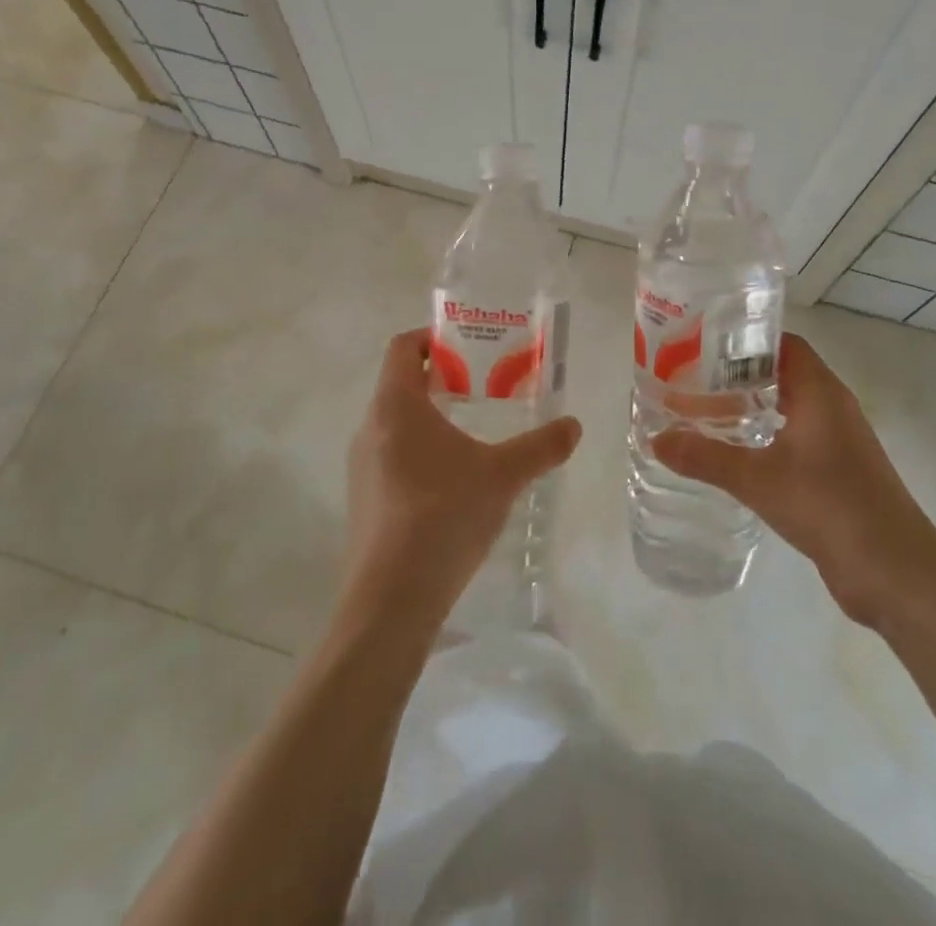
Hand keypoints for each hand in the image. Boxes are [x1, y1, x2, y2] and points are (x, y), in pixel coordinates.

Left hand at [340, 328, 580, 633]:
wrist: (391, 599)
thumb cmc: (444, 515)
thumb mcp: (502, 475)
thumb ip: (541, 446)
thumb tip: (574, 426)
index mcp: (396, 405)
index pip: (402, 346)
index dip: (432, 337)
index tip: (467, 346)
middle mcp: (370, 427)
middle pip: (400, 383)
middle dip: (441, 379)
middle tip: (482, 387)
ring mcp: (361, 465)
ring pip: (396, 422)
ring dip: (431, 417)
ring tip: (473, 432)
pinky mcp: (363, 499)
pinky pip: (391, 455)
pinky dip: (420, 450)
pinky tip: (453, 481)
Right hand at [654, 333, 935, 629]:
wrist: (897, 574)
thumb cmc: (830, 507)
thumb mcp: (758, 479)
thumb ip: (705, 457)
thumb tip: (656, 438)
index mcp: (820, 392)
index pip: (783, 343)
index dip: (745, 339)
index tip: (702, 343)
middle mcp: (831, 407)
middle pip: (782, 373)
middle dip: (737, 374)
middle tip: (690, 378)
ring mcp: (837, 441)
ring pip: (788, 407)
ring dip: (750, 406)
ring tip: (701, 411)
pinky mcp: (836, 472)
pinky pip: (794, 438)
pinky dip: (763, 436)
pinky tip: (733, 453)